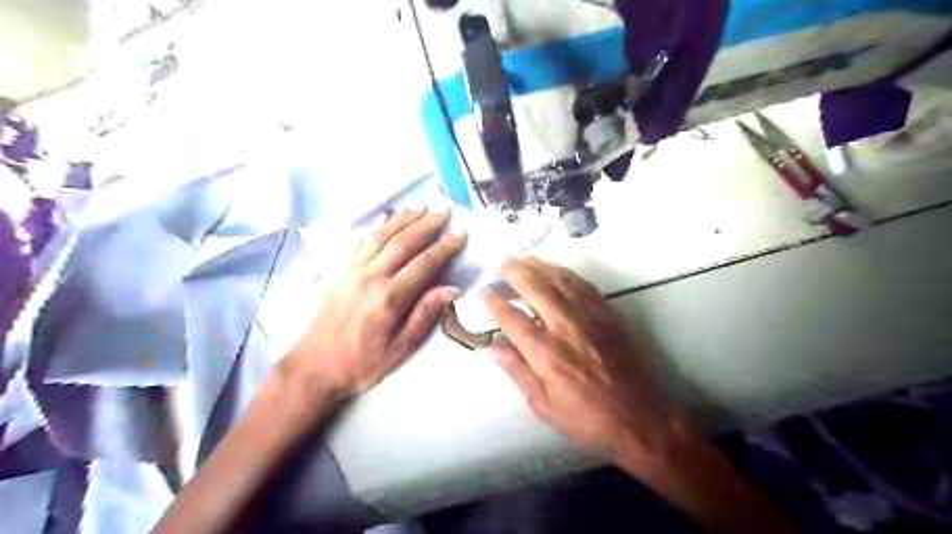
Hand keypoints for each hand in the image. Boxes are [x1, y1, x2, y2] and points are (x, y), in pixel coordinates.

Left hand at [287, 209, 465, 403]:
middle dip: (427, 224)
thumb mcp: (399, 349)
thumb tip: (450, 289)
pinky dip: (376, 226)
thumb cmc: (361, 363)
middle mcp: (372, 277)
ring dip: (404, 219)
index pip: (424, 263)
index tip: (460, 233)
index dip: (445, 247)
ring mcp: (353, 270)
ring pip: (382, 235)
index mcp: (390, 298)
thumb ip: (424, 316)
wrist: (314, 366)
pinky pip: (361, 242)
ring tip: (422, 207)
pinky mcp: (340, 271)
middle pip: (404, 242)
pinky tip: (386, 216)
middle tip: (445, 211)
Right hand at [484, 259, 691, 461]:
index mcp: (546, 353)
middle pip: (535, 288)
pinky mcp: (608, 313)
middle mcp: (565, 326)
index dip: (494, 302)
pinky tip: (555, 270)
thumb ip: (516, 371)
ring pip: (559, 279)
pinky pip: (583, 285)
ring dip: (538, 265)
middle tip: (500, 264)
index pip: (512, 318)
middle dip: (513, 271)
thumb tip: (490, 348)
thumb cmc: (587, 418)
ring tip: (522, 259)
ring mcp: (589, 316)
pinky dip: (565, 273)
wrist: (640, 417)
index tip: (482, 293)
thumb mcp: (544, 405)